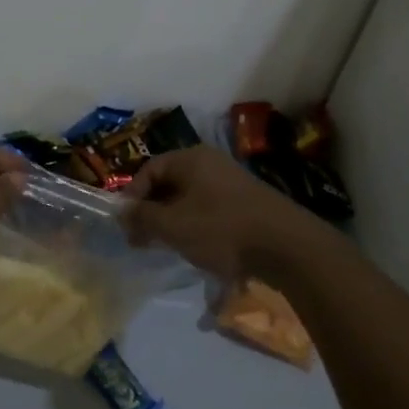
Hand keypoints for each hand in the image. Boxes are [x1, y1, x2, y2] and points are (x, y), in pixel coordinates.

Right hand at [124, 145, 332, 283]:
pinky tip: (198, 250)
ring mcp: (232, 183)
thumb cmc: (222, 229)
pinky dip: (197, 227)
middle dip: (152, 211)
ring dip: (174, 221)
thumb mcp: (173, 225)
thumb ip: (142, 217)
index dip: (132, 196)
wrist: (286, 247)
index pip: (149, 169)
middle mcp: (211, 163)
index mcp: (191, 158)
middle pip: (169, 183)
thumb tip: (121, 212)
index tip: (126, 224)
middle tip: (142, 239)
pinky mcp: (247, 204)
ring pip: (190, 199)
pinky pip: (210, 210)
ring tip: (167, 247)